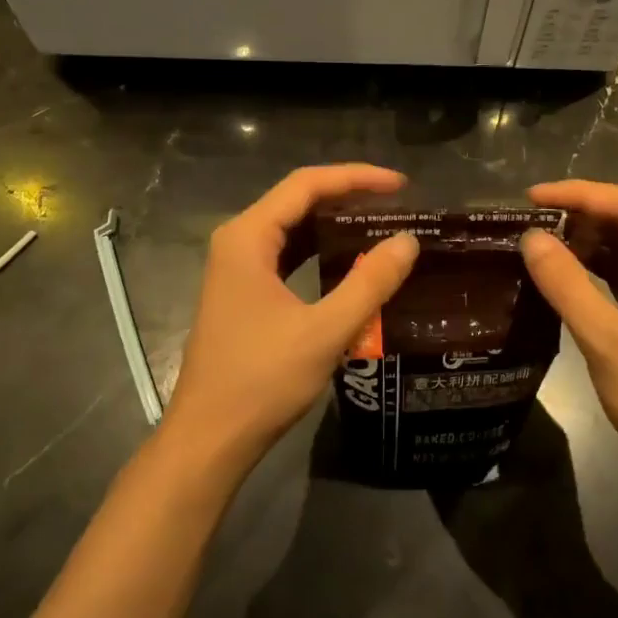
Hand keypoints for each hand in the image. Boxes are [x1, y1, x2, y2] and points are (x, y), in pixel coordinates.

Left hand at [160, 164, 419, 482]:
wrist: (209, 439)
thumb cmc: (262, 381)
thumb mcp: (325, 331)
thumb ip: (370, 283)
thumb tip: (408, 241)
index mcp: (248, 237)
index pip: (306, 185)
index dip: (356, 178)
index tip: (401, 185)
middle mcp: (237, 242)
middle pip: (297, 201)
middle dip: (347, 197)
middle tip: (397, 205)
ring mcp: (236, 269)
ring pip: (291, 229)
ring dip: (333, 224)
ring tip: (380, 226)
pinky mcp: (242, 293)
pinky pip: (286, 256)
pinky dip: (319, 252)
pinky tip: (348, 262)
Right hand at [519, 181, 617, 495]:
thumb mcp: (607, 339)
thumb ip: (566, 284)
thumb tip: (529, 237)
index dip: (578, 195)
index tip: (530, 197)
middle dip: (579, 216)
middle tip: (527, 219)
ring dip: (583, 240)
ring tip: (536, 239)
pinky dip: (592, 267)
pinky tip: (558, 268)